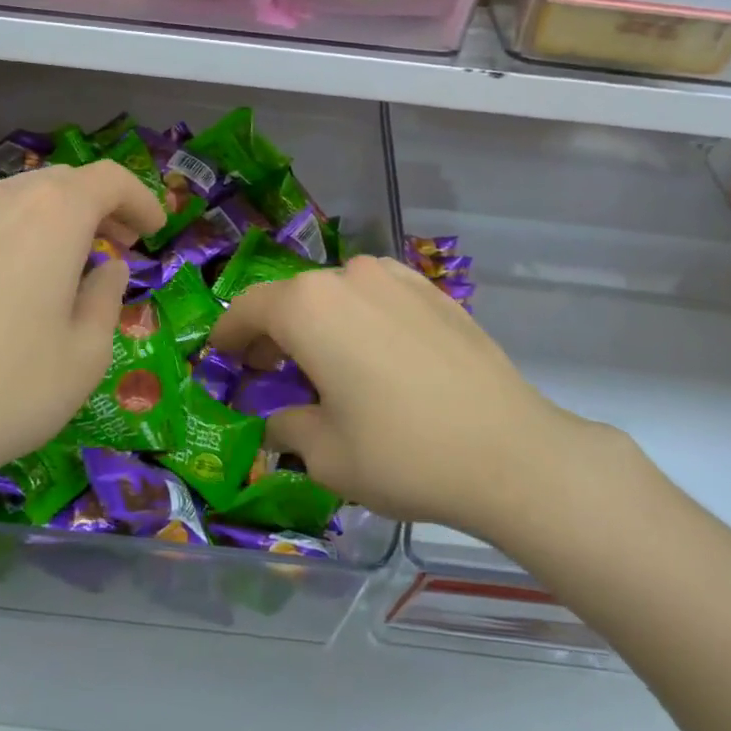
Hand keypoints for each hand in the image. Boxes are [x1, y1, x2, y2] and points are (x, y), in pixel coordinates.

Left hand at [0, 162, 163, 522]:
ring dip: (52, 219)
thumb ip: (107, 297)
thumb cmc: (8, 392)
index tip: (155, 232)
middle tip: (117, 248)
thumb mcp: (86, 354)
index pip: (109, 179)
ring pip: (16, 197)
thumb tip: (107, 267)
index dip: (141, 199)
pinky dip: (6, 232)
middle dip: (99, 207)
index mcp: (52, 215)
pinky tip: (2, 275)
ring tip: (62, 264)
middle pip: (62, 182)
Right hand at [209, 256, 638, 540]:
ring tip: (325, 365)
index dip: (228, 334)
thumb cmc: (401, 453)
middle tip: (269, 371)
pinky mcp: (435, 293)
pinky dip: (359, 320)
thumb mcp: (324, 453)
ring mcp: (398, 279)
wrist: (510, 452)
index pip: (249, 308)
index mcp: (309, 306)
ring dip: (319, 323)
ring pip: (337, 294)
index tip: (220, 357)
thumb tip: (280, 419)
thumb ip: (287, 425)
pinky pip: (378, 298)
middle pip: (293, 298)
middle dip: (274, 332)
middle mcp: (349, 276)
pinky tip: (373, 358)